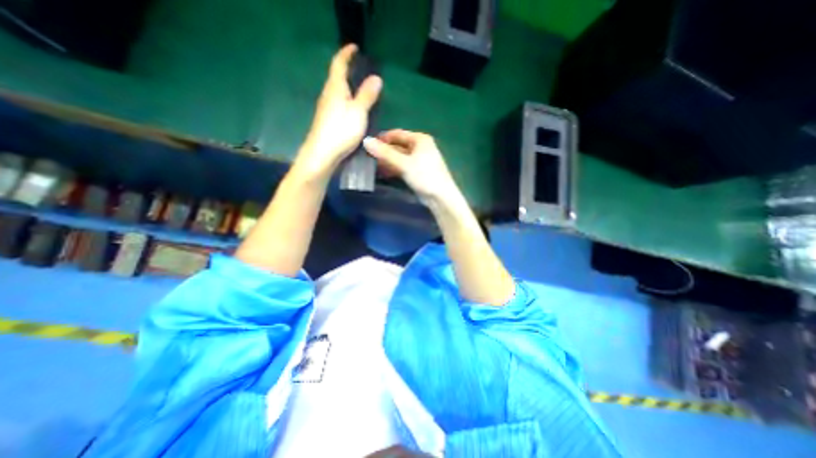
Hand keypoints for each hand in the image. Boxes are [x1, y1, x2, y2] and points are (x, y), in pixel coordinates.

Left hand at [298, 44, 382, 175]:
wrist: (322, 154)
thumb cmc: (341, 131)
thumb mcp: (358, 113)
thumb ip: (367, 96)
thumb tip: (376, 77)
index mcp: (335, 89)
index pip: (339, 64)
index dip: (346, 54)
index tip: (354, 47)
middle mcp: (328, 96)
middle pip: (336, 77)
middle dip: (347, 70)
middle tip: (360, 68)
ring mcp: (326, 109)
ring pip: (337, 92)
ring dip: (347, 86)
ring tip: (360, 88)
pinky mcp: (327, 122)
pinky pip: (338, 104)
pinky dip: (346, 100)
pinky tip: (353, 109)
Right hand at [361, 131, 460, 205]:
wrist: (440, 197)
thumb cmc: (424, 176)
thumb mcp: (404, 163)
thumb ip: (385, 153)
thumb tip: (366, 141)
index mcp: (420, 139)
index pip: (397, 134)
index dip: (382, 138)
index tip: (367, 144)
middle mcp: (420, 147)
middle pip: (398, 146)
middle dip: (384, 151)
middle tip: (368, 157)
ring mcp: (419, 160)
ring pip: (399, 157)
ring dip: (387, 161)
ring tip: (372, 166)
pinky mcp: (417, 172)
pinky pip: (402, 166)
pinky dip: (393, 168)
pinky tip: (383, 173)